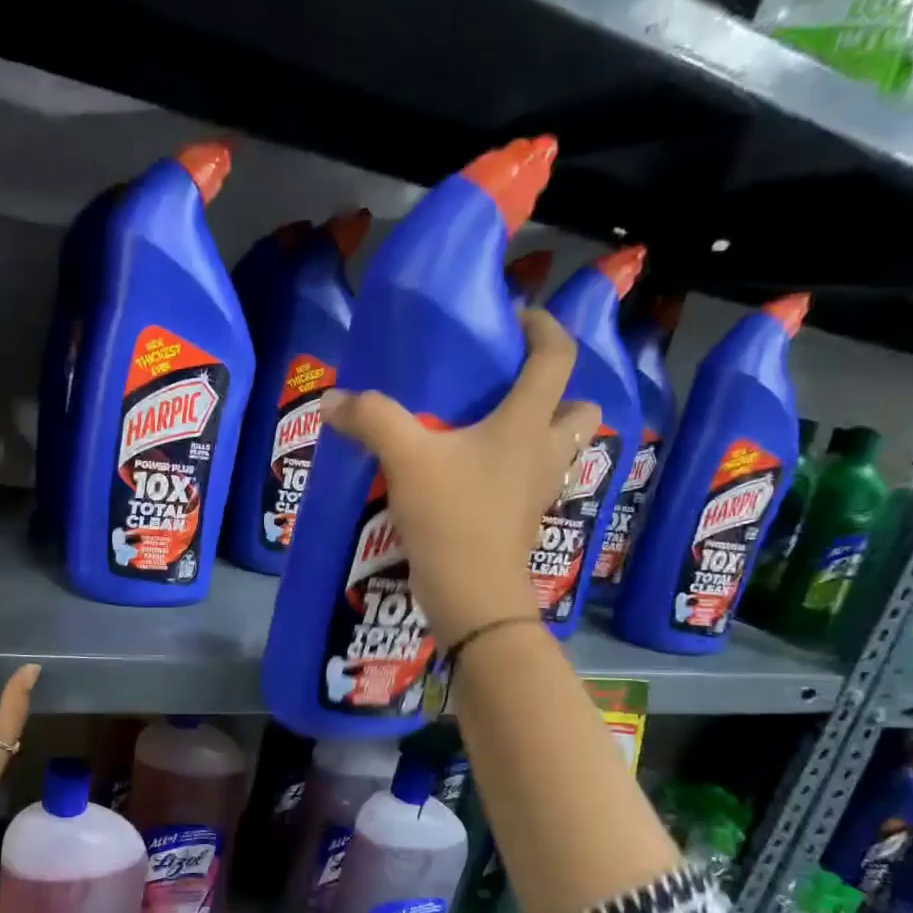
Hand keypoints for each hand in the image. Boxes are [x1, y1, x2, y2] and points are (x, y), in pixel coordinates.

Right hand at [317, 308, 599, 646]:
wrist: (472, 594)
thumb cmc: (451, 517)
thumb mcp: (405, 459)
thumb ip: (371, 419)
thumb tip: (332, 399)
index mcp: (527, 424)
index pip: (557, 358)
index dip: (544, 328)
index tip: (516, 319)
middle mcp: (545, 452)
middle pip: (580, 408)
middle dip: (558, 393)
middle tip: (513, 390)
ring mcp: (539, 490)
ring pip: (561, 449)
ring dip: (540, 433)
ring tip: (492, 431)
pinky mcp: (524, 520)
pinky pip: (532, 480)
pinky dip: (515, 470)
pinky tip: (475, 475)